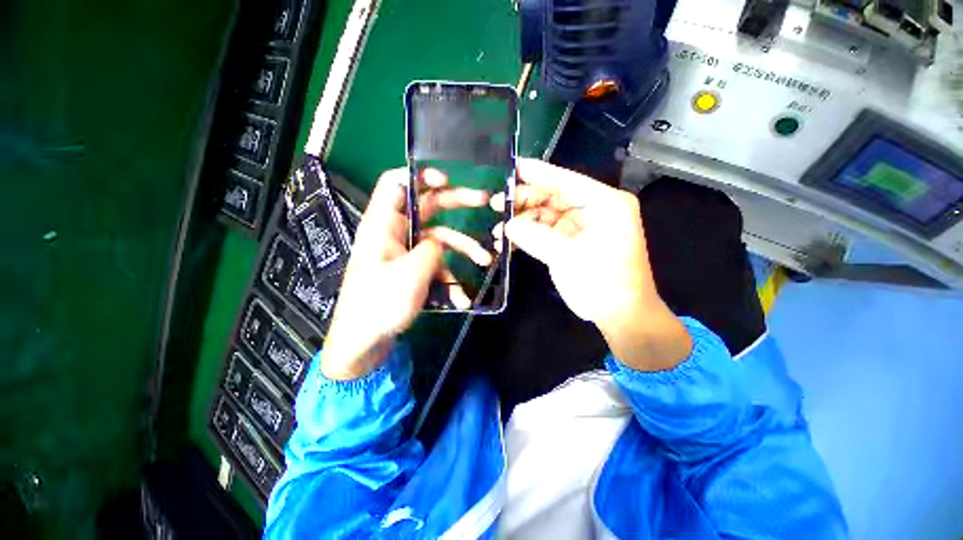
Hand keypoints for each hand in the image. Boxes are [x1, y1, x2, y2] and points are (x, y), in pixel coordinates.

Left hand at [322, 168, 492, 379]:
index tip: (447, 179)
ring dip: (463, 249)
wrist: (364, 342)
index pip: (395, 183)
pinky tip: (462, 297)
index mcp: (383, 224)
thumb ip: (430, 250)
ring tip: (485, 261)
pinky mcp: (412, 270)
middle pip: (427, 207)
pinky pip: (436, 264)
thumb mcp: (410, 274)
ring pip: (439, 239)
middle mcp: (394, 233)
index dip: (419, 175)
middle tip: (484, 201)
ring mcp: (405, 252)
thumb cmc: (379, 305)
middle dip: (456, 204)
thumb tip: (439, 244)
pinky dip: (450, 276)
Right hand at [491, 158, 691, 370]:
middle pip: (554, 196)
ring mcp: (583, 226)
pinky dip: (529, 234)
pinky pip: (547, 231)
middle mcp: (595, 209)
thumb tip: (507, 226)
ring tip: (499, 229)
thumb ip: (534, 237)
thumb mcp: (566, 257)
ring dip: (523, 220)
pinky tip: (510, 239)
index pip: (567, 181)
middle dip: (525, 200)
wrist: (620, 315)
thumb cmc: (601, 282)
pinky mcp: (573, 241)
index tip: (512, 167)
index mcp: (605, 203)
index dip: (538, 173)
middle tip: (497, 203)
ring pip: (547, 214)